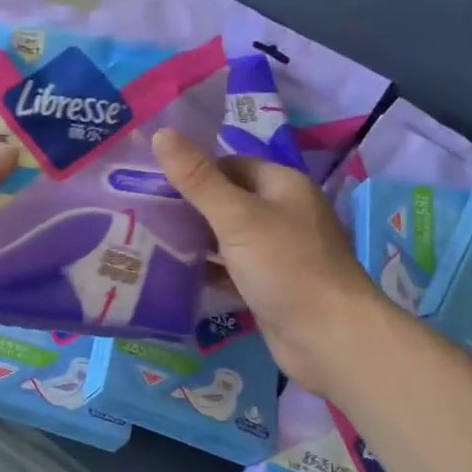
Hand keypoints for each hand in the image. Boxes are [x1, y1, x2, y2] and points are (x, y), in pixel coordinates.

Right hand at [153, 129, 384, 398]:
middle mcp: (283, 214)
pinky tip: (172, 274)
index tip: (151, 179)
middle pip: (228, 200)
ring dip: (195, 239)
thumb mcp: (237, 217)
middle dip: (189, 205)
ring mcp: (278, 253)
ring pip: (228, 237)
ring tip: (147, 239)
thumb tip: (161, 132)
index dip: (194, 168)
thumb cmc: (286, 266)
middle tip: (141, 210)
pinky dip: (207, 270)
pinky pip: (232, 269)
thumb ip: (198, 178)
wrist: (330, 338)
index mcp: (283, 186)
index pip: (230, 164)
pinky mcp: (270, 287)